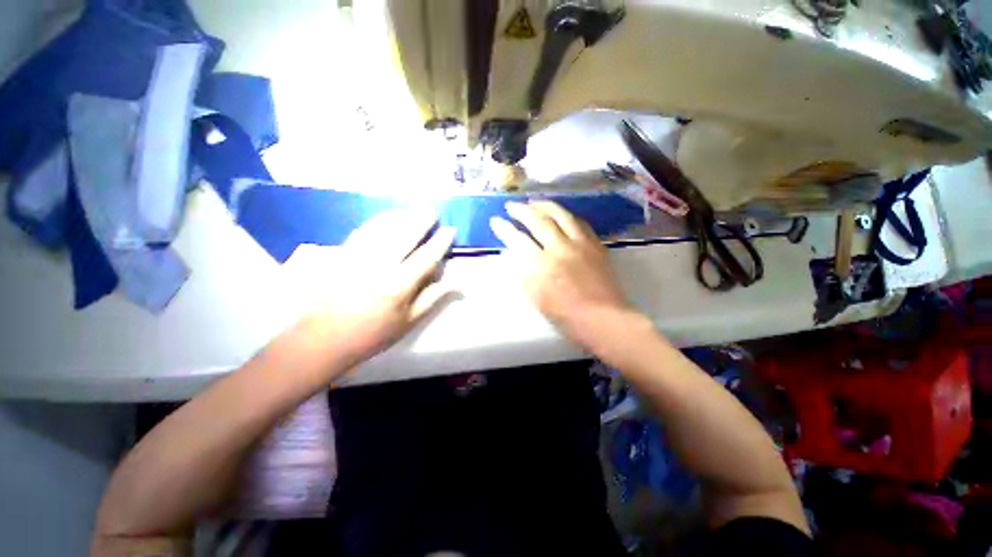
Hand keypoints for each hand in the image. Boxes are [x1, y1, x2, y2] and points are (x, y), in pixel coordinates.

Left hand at [290, 209, 454, 378]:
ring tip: (414, 211)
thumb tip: (457, 283)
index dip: (440, 242)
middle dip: (421, 220)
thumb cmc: (372, 334)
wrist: (322, 339)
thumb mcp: (408, 322)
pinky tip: (387, 217)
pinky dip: (379, 220)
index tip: (450, 230)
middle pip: (405, 235)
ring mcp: (358, 257)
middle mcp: (379, 266)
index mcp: (399, 286)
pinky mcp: (341, 254)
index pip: (426, 257)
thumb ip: (432, 298)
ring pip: (383, 228)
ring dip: (402, 216)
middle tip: (432, 212)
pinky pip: (363, 230)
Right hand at [490, 201, 639, 351]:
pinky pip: (579, 222)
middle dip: (521, 210)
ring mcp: (580, 244)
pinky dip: (566, 215)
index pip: (517, 240)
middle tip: (511, 205)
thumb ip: (521, 272)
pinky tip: (560, 214)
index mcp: (541, 266)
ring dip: (544, 205)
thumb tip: (509, 252)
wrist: (602, 318)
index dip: (504, 228)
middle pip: (538, 221)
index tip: (495, 220)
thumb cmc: (565, 315)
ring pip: (560, 215)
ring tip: (533, 202)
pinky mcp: (595, 244)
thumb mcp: (536, 297)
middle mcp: (559, 249)